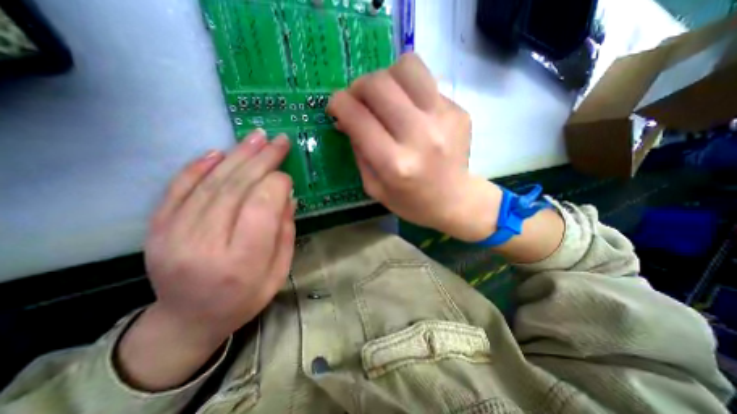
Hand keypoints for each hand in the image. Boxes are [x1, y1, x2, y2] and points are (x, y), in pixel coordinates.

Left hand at [118, 130, 295, 390]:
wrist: (188, 319)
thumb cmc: (245, 298)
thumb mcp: (279, 271)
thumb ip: (285, 232)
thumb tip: (287, 196)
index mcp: (242, 261)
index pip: (261, 207)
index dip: (277, 185)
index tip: (288, 177)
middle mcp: (205, 244)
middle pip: (236, 188)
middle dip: (262, 160)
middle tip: (278, 141)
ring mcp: (174, 234)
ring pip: (211, 183)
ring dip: (237, 155)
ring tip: (257, 137)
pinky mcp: (158, 227)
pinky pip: (178, 188)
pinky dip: (199, 166)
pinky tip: (218, 151)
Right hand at [329, 52, 500, 240]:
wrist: (455, 201)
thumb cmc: (411, 202)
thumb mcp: (374, 187)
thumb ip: (358, 152)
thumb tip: (345, 119)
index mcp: (394, 164)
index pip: (358, 117)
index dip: (338, 104)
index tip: (335, 106)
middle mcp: (420, 136)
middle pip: (379, 84)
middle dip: (358, 86)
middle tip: (359, 100)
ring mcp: (444, 119)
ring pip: (407, 67)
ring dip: (387, 76)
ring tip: (386, 96)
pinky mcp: (459, 111)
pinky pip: (427, 83)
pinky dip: (410, 91)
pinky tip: (412, 110)